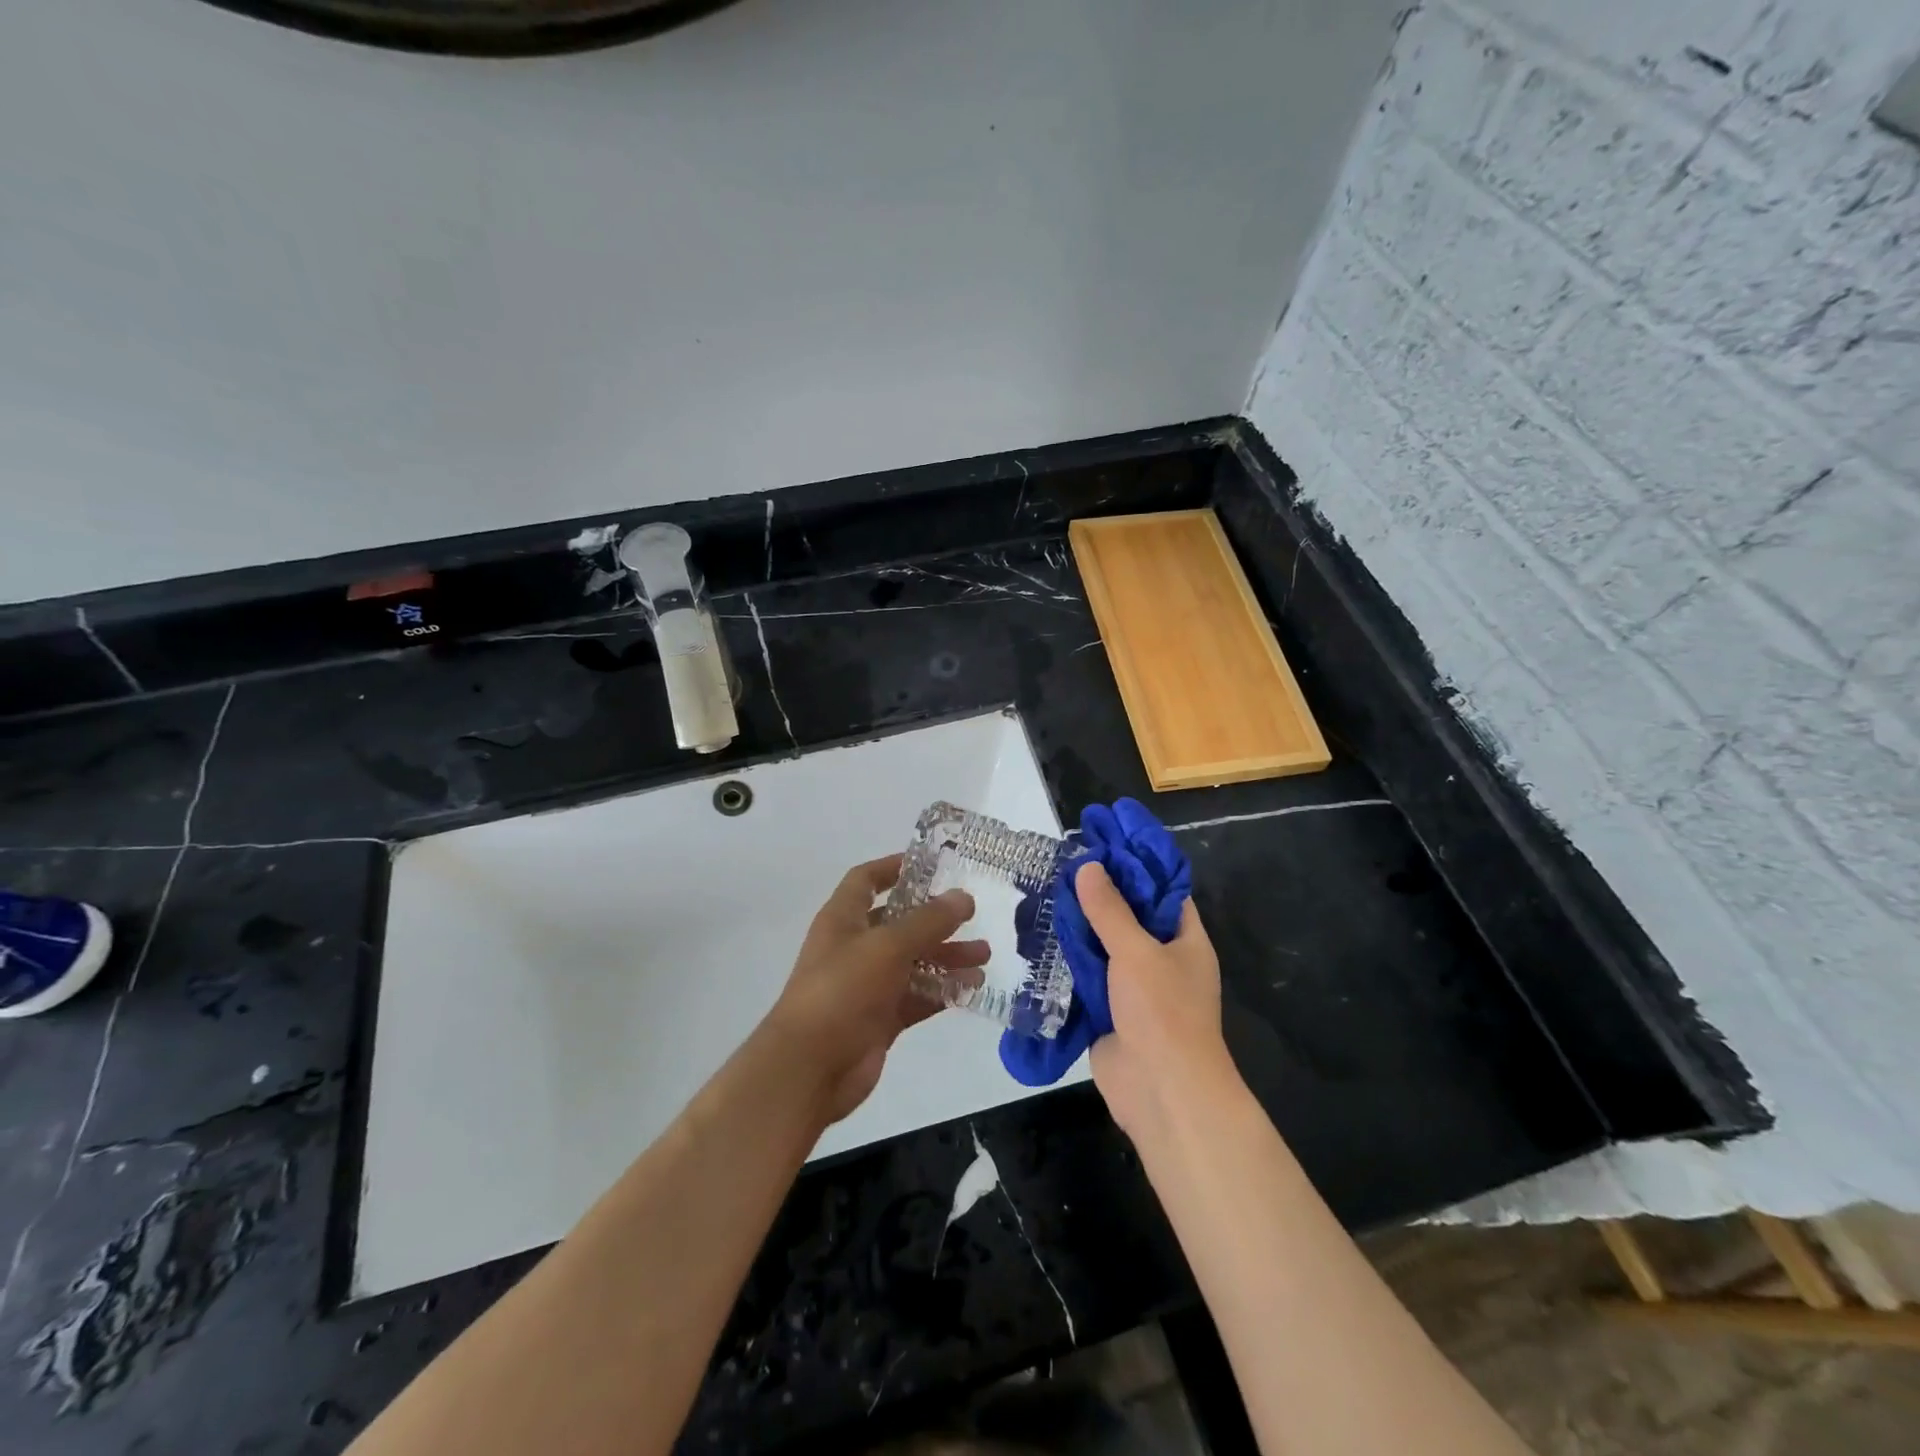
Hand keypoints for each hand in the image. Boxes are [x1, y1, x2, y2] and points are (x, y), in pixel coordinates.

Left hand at [765, 855, 984, 1124]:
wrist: (809, 1068)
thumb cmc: (842, 990)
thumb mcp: (888, 946)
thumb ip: (928, 921)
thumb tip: (962, 897)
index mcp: (843, 919)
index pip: (866, 880)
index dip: (894, 867)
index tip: (932, 864)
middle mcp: (854, 947)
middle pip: (898, 923)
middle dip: (935, 920)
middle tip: (973, 916)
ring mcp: (867, 985)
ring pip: (913, 962)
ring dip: (946, 957)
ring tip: (985, 957)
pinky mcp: (880, 1019)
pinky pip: (916, 997)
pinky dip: (942, 991)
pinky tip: (973, 988)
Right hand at [1074, 860, 1235, 1137]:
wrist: (1162, 1093)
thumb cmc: (1163, 1013)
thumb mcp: (1137, 952)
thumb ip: (1110, 910)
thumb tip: (1088, 866)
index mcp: (1184, 939)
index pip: (1163, 888)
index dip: (1137, 861)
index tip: (1106, 836)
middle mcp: (1162, 958)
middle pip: (1130, 914)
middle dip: (1101, 890)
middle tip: (1066, 859)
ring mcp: (1135, 985)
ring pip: (1105, 943)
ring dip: (1081, 923)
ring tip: (1047, 888)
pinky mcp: (1109, 1009)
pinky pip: (1089, 973)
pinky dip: (1069, 957)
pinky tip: (1042, 934)